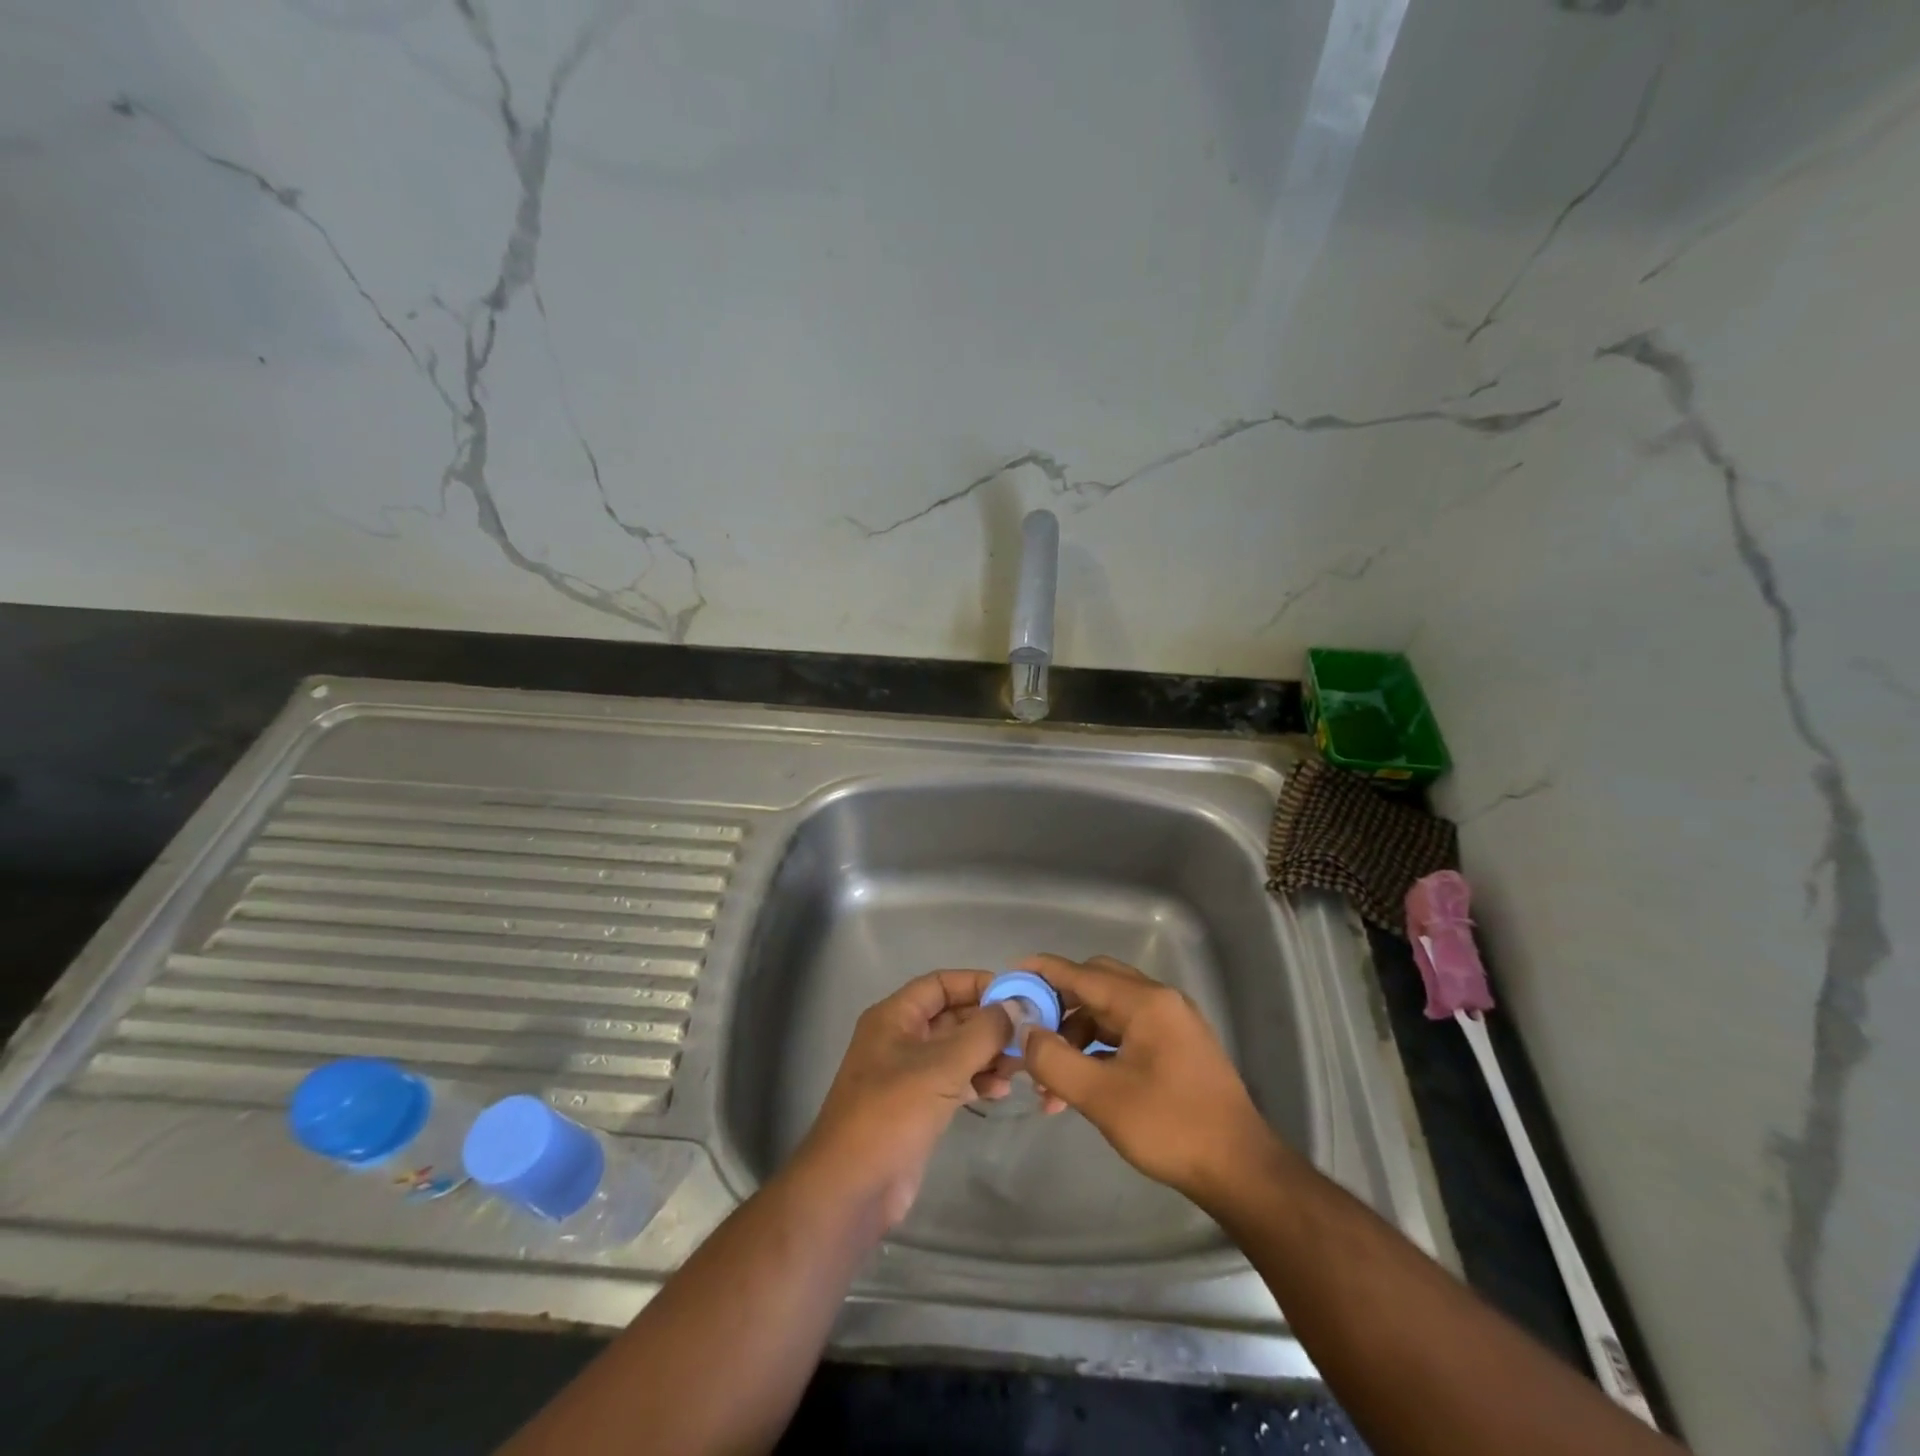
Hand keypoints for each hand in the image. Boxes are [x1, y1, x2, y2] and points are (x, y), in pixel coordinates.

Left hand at [795, 970, 1012, 1227]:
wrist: (852, 1188)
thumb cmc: (891, 1113)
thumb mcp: (941, 1067)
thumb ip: (983, 1033)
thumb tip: (1016, 1007)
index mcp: (894, 1017)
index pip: (939, 984)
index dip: (975, 984)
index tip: (1015, 995)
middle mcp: (900, 1038)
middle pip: (951, 1017)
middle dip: (988, 1024)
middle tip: (1026, 1036)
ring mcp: (908, 1074)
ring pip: (956, 1050)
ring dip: (987, 1054)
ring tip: (1019, 1068)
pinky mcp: (917, 1106)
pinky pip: (953, 1080)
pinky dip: (977, 1080)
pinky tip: (1000, 1092)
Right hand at [1018, 954, 1286, 1205]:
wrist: (1241, 1170)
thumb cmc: (1170, 1127)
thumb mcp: (1102, 1097)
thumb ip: (1055, 1059)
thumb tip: (1026, 1032)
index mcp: (1145, 1002)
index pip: (1082, 973)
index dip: (1043, 973)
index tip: (1010, 976)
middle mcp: (1160, 1001)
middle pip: (1096, 985)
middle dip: (1059, 1007)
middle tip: (1030, 1033)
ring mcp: (1172, 1023)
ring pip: (1110, 1013)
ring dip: (1077, 1038)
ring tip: (1051, 1084)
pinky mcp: (1178, 1048)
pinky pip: (1127, 1033)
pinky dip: (1099, 1050)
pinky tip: (1082, 1084)